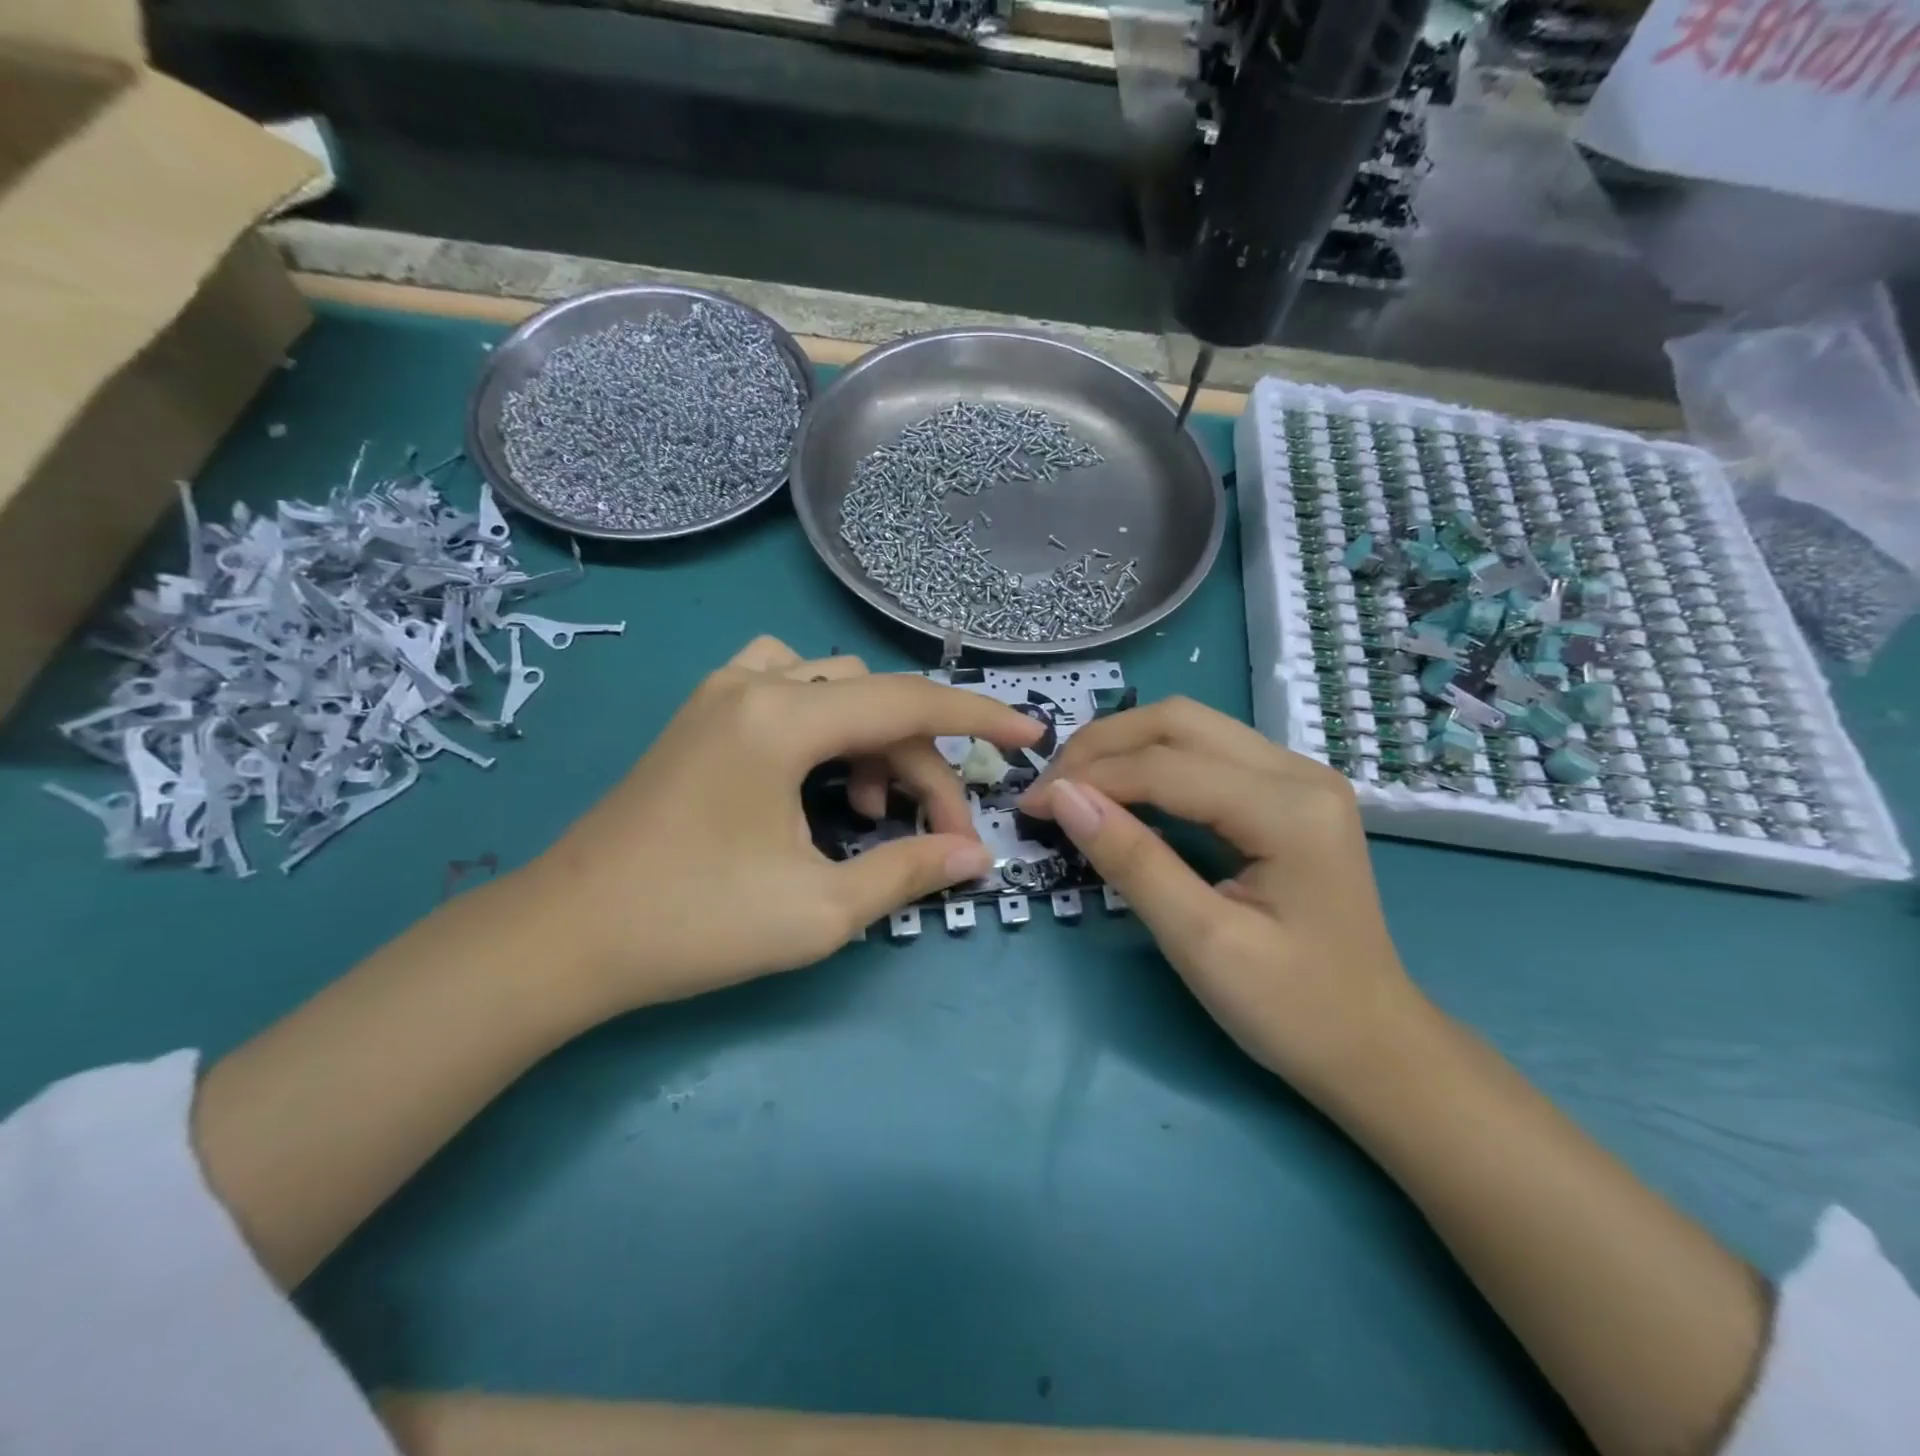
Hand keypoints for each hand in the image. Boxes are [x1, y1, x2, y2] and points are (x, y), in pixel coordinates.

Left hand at [526, 636, 1042, 1009]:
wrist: (565, 938)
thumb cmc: (694, 924)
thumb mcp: (820, 909)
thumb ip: (907, 871)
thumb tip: (976, 856)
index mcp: (783, 719)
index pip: (909, 702)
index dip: (980, 717)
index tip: (1031, 736)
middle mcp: (754, 686)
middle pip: (874, 702)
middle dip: (922, 763)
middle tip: (937, 833)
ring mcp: (720, 695)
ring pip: (833, 687)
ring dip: (873, 738)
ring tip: (867, 806)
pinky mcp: (702, 718)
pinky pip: (786, 689)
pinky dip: (826, 723)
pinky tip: (820, 777)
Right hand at [1020, 697, 1424, 1097]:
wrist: (1374, 1046)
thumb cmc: (1293, 1009)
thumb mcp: (1201, 942)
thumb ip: (1132, 861)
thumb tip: (1062, 796)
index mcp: (1289, 809)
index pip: (1165, 766)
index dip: (1089, 777)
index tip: (1030, 805)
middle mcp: (1299, 771)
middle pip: (1178, 721)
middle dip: (1102, 746)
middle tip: (1049, 789)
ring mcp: (1299, 777)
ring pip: (1190, 728)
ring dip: (1124, 748)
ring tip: (1074, 786)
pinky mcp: (1288, 793)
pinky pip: (1206, 754)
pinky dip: (1152, 764)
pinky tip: (1121, 792)